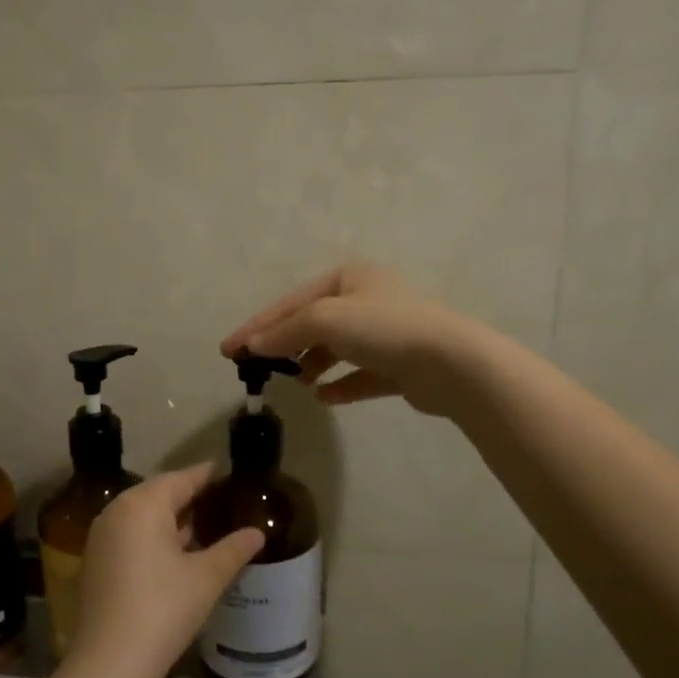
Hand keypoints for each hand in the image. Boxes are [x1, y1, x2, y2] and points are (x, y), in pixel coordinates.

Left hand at [64, 465, 265, 677]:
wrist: (110, 663)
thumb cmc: (163, 610)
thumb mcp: (206, 578)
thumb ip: (233, 549)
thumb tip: (257, 532)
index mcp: (143, 505)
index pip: (180, 479)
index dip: (204, 474)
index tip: (223, 469)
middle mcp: (116, 511)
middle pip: (157, 493)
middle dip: (186, 494)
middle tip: (217, 497)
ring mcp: (100, 536)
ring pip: (141, 514)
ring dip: (168, 516)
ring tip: (200, 523)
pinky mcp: (94, 561)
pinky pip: (128, 533)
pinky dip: (151, 534)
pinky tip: (172, 551)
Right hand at [219, 262, 481, 417]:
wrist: (451, 362)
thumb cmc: (383, 328)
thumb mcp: (325, 318)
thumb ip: (286, 330)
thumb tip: (254, 345)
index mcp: (349, 278)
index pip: (291, 301)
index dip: (257, 325)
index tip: (227, 350)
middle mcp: (368, 300)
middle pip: (313, 323)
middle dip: (285, 346)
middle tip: (258, 369)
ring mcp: (386, 333)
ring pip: (337, 349)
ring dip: (314, 365)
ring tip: (298, 385)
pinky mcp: (400, 365)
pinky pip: (361, 375)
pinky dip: (341, 385)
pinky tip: (325, 398)